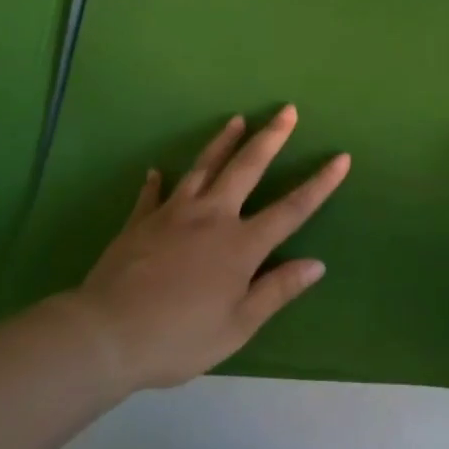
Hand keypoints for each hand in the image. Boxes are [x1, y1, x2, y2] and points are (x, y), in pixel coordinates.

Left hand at [72, 106, 348, 391]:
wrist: (108, 333)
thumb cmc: (179, 337)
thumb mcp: (237, 326)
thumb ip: (276, 291)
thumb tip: (316, 264)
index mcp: (240, 245)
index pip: (291, 209)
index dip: (320, 183)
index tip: (341, 157)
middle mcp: (212, 217)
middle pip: (247, 168)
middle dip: (271, 138)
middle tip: (287, 110)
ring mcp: (174, 213)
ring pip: (203, 167)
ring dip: (222, 142)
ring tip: (236, 119)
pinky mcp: (142, 221)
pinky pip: (153, 194)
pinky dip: (157, 182)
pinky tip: (156, 171)